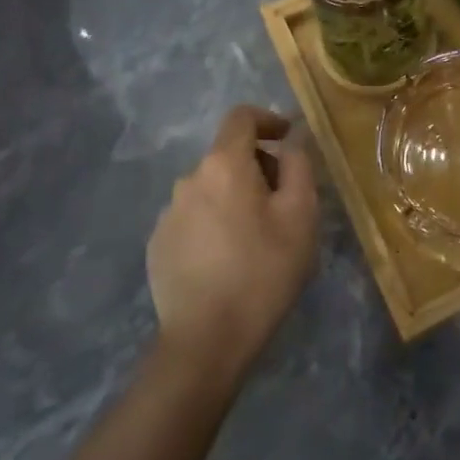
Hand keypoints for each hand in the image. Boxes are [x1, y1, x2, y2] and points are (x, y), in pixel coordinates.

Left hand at [147, 107, 319, 390]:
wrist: (206, 342)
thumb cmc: (263, 271)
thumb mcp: (301, 215)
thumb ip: (298, 165)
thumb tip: (291, 141)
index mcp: (224, 165)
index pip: (241, 117)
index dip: (268, 119)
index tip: (288, 137)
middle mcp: (189, 179)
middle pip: (228, 155)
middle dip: (257, 166)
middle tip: (284, 202)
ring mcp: (168, 214)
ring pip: (210, 188)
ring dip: (235, 197)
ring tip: (257, 237)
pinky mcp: (158, 245)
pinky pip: (193, 217)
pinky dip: (214, 222)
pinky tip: (228, 259)